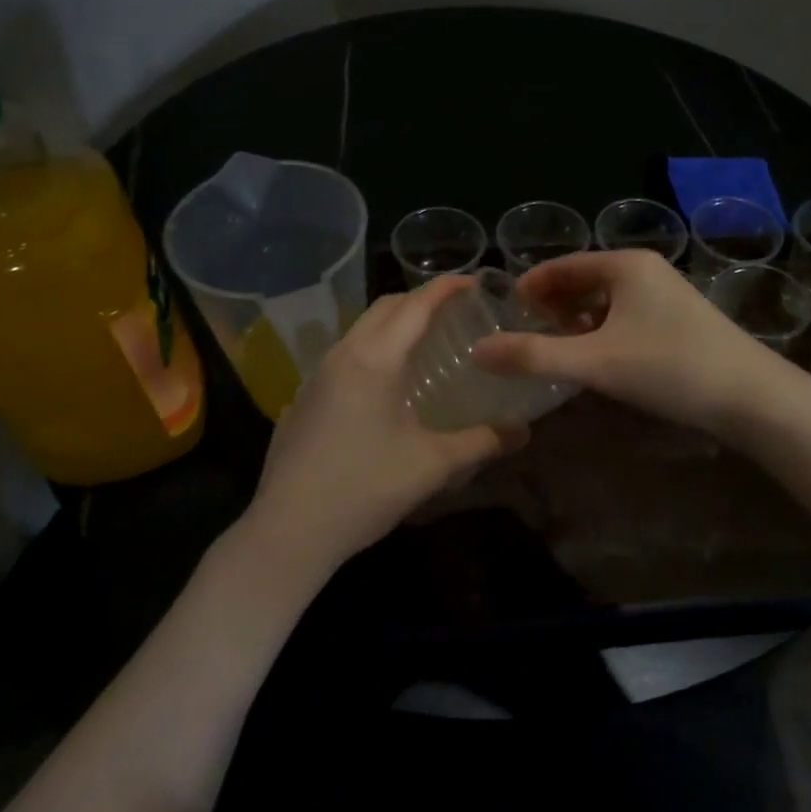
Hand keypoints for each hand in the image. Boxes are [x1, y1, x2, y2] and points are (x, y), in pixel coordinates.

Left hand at [241, 276, 527, 584]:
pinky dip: (373, 350)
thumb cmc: (364, 489)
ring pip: (361, 330)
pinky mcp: (304, 399)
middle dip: (420, 300)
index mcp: (376, 360)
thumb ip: (482, 442)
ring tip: (425, 344)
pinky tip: (386, 386)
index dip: (447, 288)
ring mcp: (317, 376)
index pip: (416, 305)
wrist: (288, 530)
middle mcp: (343, 355)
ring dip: (394, 324)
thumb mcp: (432, 466)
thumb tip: (522, 431)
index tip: (475, 281)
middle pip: (385, 307)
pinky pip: (345, 355)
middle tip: (455, 312)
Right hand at [471, 250, 797, 438]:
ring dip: (578, 320)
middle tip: (529, 336)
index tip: (506, 313)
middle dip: (553, 304)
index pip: (562, 265)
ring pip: (607, 300)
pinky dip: (604, 331)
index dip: (530, 286)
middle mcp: (647, 270)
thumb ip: (534, 356)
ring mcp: (668, 294)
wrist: (753, 397)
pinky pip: (628, 315)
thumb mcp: (594, 363)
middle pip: (584, 279)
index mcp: (625, 265)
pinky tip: (600, 360)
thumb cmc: (669, 368)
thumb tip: (478, 350)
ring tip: (559, 350)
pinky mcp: (681, 319)